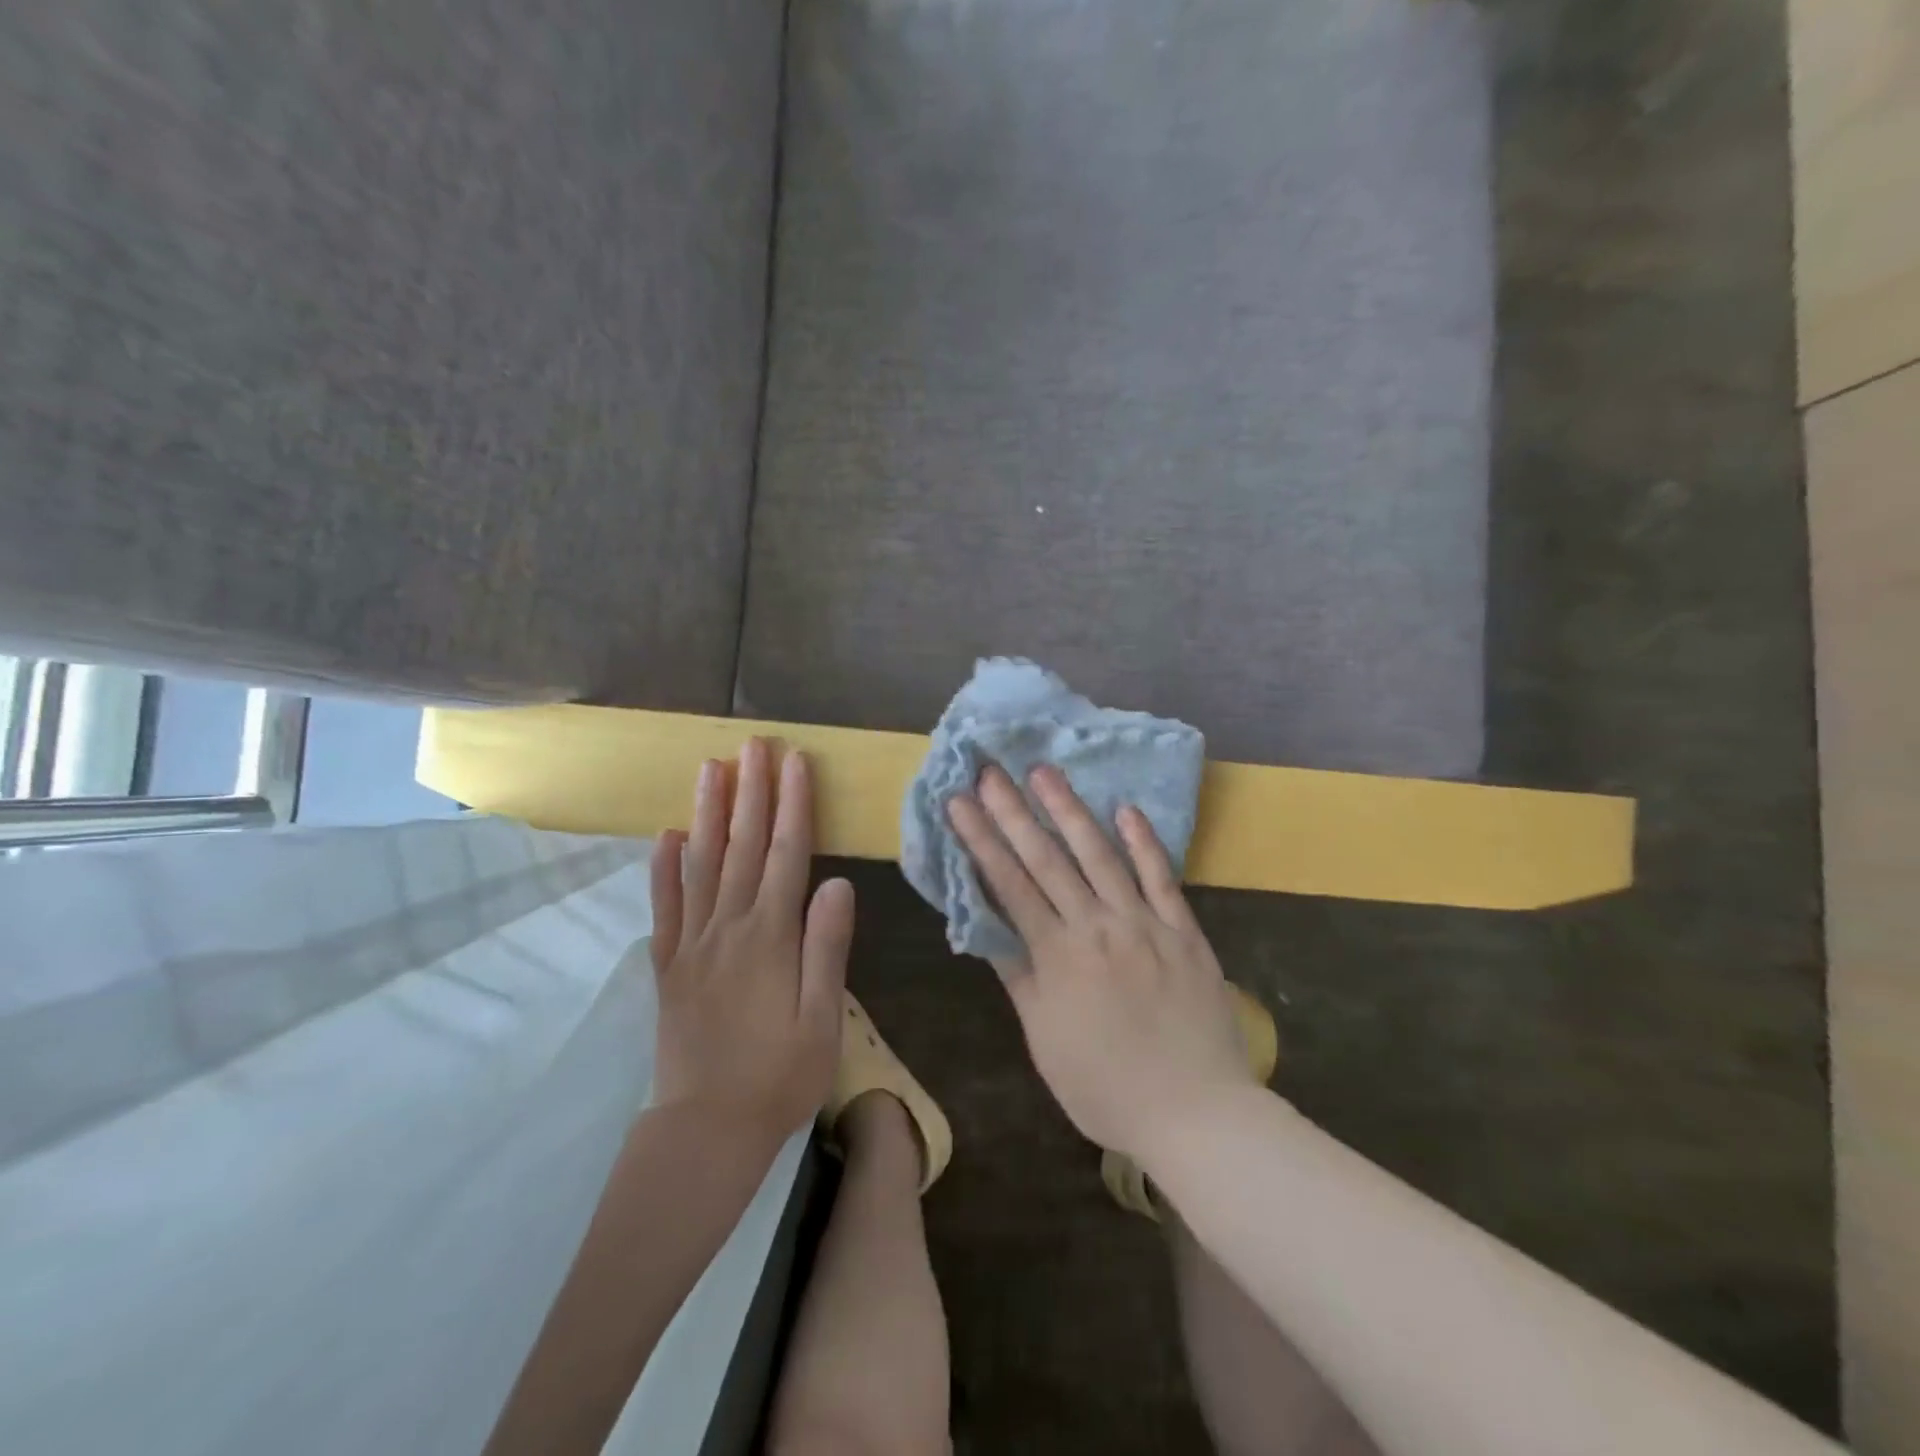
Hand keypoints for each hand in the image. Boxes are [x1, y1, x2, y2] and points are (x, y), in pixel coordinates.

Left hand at [649, 739, 852, 1146]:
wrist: (707, 1130)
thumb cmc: (780, 1077)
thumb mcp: (823, 1019)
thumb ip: (827, 948)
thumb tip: (838, 883)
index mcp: (771, 937)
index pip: (786, 854)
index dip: (793, 804)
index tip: (795, 761)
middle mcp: (728, 927)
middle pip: (741, 846)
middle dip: (751, 791)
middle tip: (753, 744)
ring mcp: (692, 944)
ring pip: (700, 865)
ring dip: (708, 814)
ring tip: (711, 769)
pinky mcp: (668, 965)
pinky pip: (664, 907)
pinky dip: (663, 869)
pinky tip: (665, 837)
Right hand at [946, 765, 1251, 1162]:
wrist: (1196, 1112)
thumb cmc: (1107, 1087)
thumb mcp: (1045, 1041)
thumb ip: (1020, 979)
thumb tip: (990, 931)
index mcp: (1058, 956)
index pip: (1009, 884)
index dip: (981, 840)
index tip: (960, 802)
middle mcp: (1097, 926)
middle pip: (1047, 859)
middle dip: (1014, 811)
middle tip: (991, 770)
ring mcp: (1144, 923)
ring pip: (1101, 855)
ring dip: (1070, 811)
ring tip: (1046, 772)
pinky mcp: (1183, 930)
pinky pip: (1161, 877)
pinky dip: (1144, 842)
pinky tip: (1126, 810)